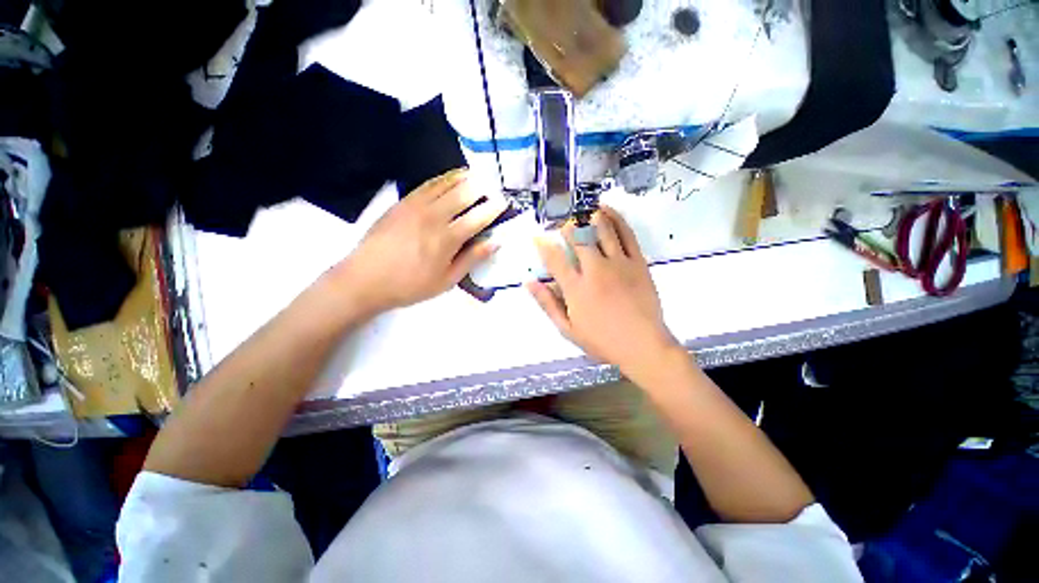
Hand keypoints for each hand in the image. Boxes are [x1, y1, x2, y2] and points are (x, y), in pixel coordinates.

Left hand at [335, 169, 507, 315]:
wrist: (365, 279)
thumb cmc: (411, 285)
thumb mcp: (447, 280)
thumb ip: (472, 259)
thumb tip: (495, 242)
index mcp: (448, 239)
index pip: (478, 217)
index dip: (494, 208)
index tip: (504, 202)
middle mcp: (435, 216)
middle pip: (464, 194)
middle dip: (482, 188)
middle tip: (493, 187)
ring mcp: (416, 206)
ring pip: (446, 184)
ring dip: (464, 178)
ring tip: (477, 175)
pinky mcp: (402, 202)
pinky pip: (427, 184)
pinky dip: (443, 178)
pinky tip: (451, 177)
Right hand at [528, 206, 680, 378]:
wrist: (643, 346)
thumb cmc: (602, 341)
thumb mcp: (567, 328)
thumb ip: (547, 303)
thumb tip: (529, 282)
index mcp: (575, 288)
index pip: (554, 258)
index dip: (543, 244)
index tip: (537, 236)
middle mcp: (595, 270)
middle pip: (578, 238)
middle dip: (567, 227)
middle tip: (561, 223)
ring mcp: (618, 263)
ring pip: (601, 230)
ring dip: (589, 216)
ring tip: (581, 210)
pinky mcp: (638, 262)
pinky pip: (626, 234)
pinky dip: (616, 219)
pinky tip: (607, 210)